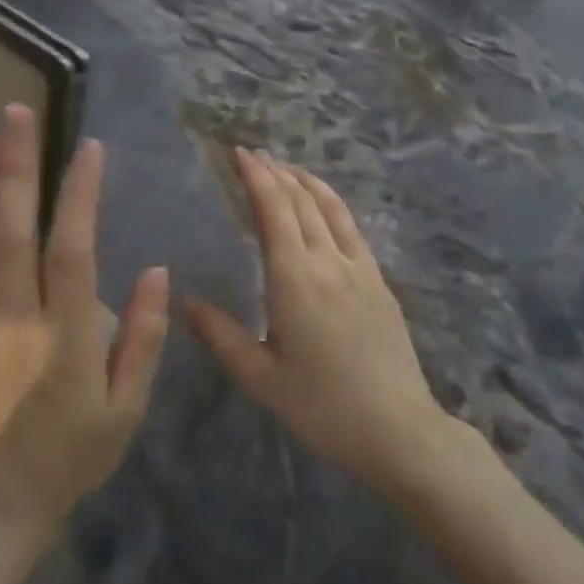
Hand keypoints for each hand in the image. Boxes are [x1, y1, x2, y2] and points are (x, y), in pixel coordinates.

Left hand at [0, 104, 169, 533]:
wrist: (8, 498)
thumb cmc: (79, 450)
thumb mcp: (130, 407)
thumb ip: (145, 339)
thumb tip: (158, 270)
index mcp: (65, 340)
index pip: (71, 256)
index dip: (80, 199)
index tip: (91, 149)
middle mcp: (13, 324)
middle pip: (10, 236)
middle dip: (17, 170)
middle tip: (18, 113)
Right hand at [185, 148, 443, 491]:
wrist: (398, 429)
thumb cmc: (322, 406)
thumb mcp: (261, 378)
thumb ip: (221, 336)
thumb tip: (185, 302)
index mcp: (294, 279)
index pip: (274, 211)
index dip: (256, 178)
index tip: (239, 153)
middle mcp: (328, 262)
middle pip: (301, 202)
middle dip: (275, 173)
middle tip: (254, 155)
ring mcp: (359, 268)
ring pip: (331, 208)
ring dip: (306, 181)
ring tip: (286, 168)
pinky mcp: (379, 281)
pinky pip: (351, 228)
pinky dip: (332, 204)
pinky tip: (324, 206)